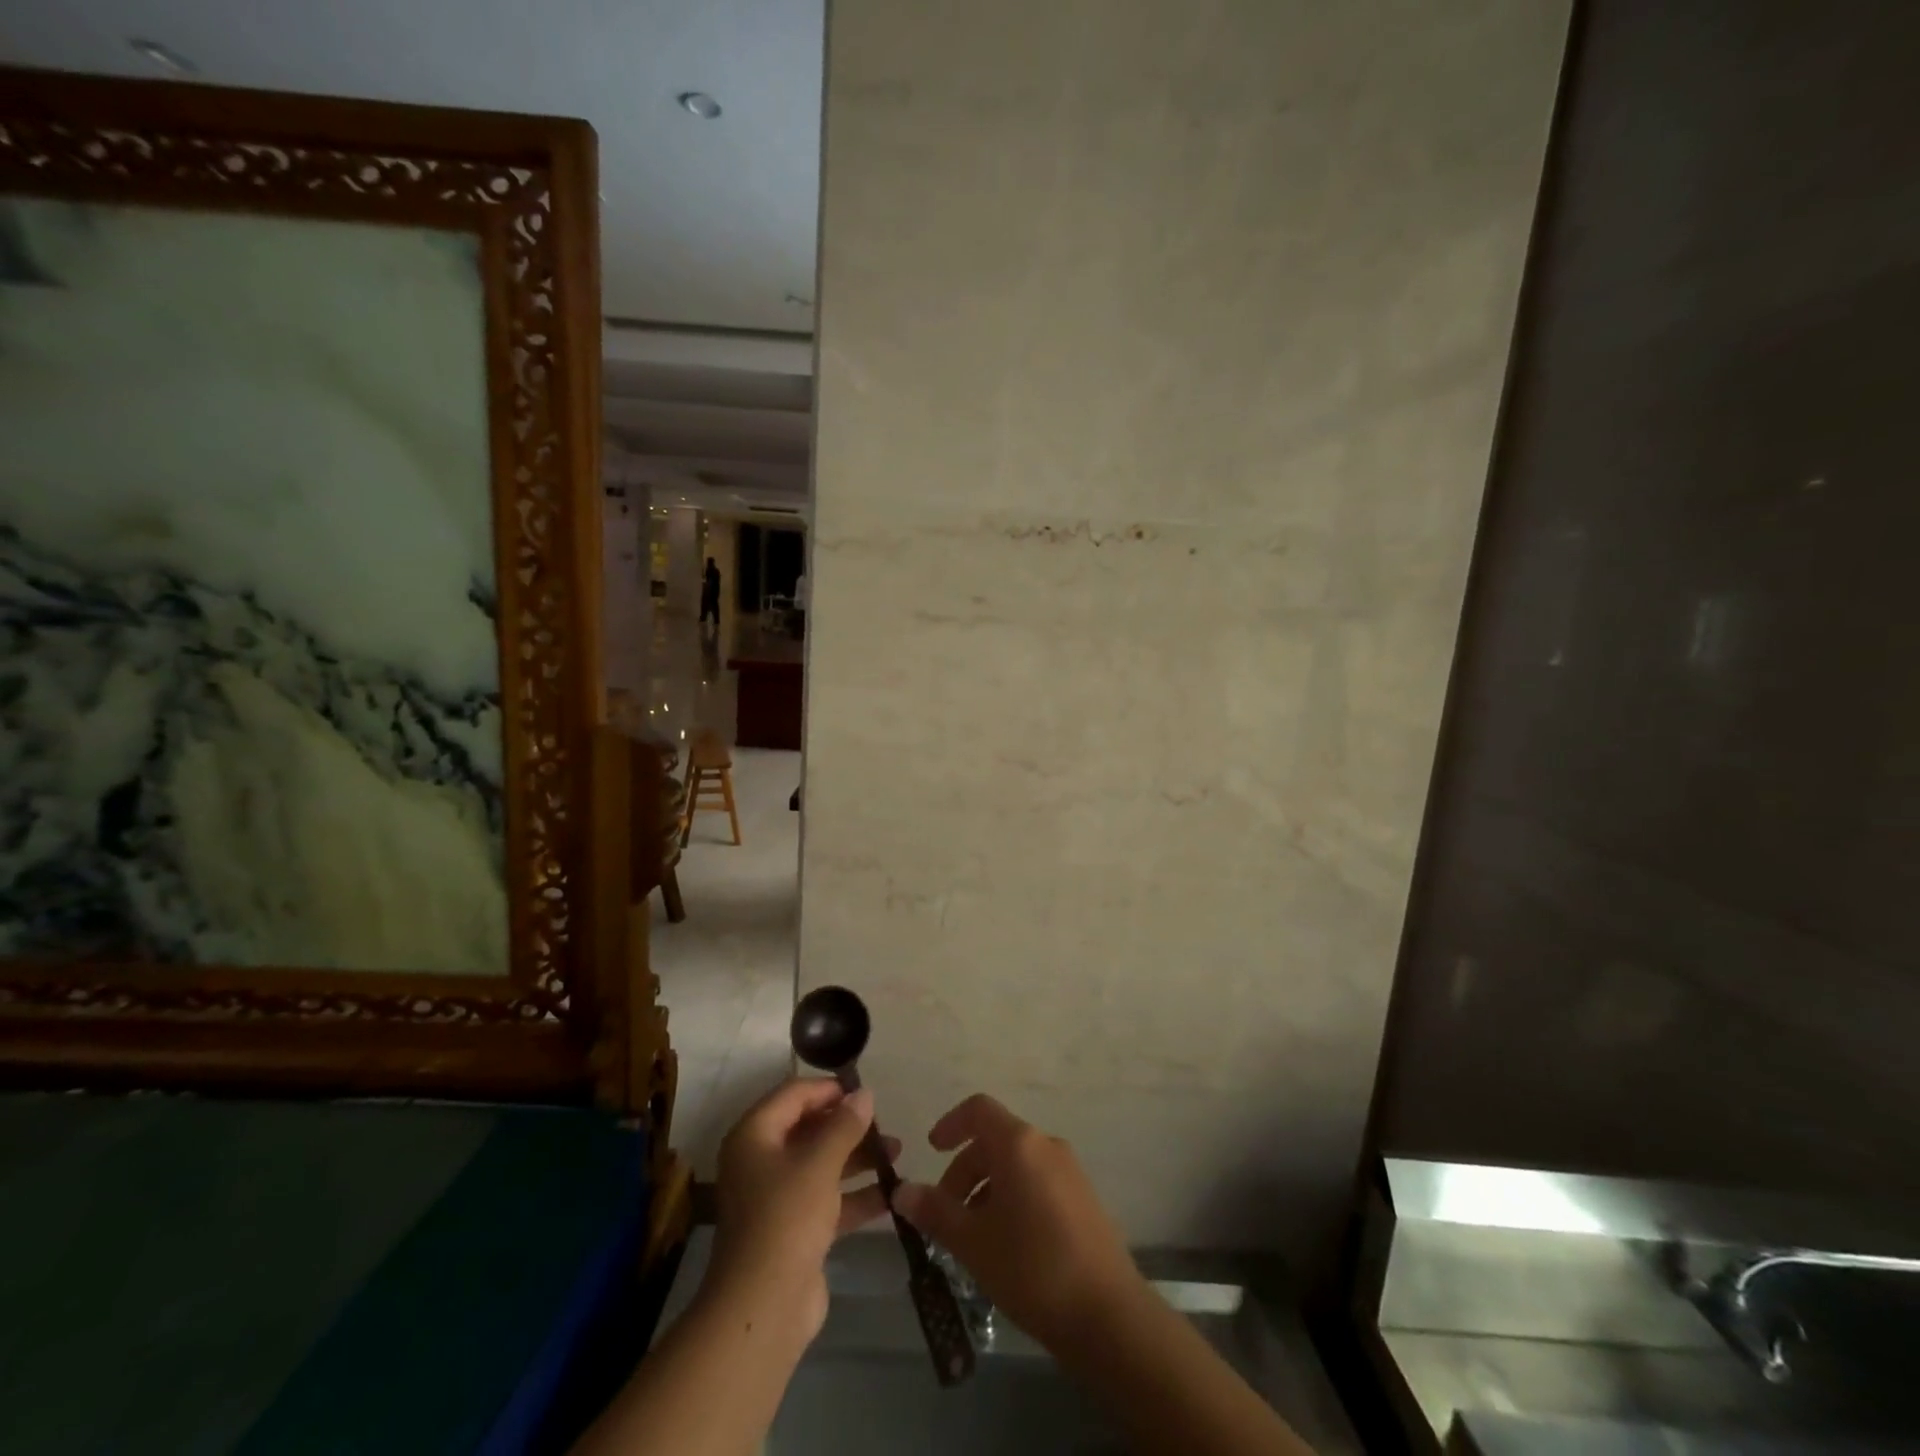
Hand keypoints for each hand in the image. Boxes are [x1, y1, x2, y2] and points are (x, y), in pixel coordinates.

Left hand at [708, 1078, 897, 1340]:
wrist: (763, 1309)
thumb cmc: (786, 1219)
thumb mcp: (819, 1163)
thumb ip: (844, 1125)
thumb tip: (864, 1093)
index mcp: (755, 1136)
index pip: (793, 1095)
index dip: (829, 1089)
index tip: (865, 1093)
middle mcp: (761, 1161)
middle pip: (809, 1129)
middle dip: (848, 1126)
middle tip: (885, 1125)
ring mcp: (776, 1198)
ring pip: (821, 1164)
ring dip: (857, 1158)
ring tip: (897, 1154)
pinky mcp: (794, 1230)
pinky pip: (827, 1200)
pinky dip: (855, 1195)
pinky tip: (891, 1194)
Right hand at [894, 1095, 1144, 1353]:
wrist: (1107, 1314)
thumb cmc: (1031, 1267)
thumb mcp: (973, 1242)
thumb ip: (935, 1211)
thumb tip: (901, 1191)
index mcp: (1019, 1144)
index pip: (978, 1110)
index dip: (951, 1124)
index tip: (930, 1150)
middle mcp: (1046, 1145)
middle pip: (996, 1140)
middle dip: (964, 1170)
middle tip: (945, 1214)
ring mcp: (1070, 1171)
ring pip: (1016, 1164)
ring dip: (987, 1188)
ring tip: (972, 1237)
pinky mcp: (1083, 1198)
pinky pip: (1038, 1182)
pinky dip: (1013, 1198)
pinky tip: (1006, 1245)